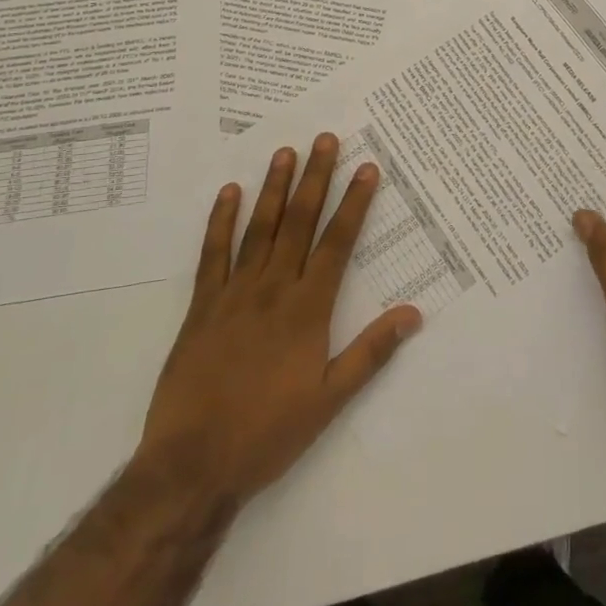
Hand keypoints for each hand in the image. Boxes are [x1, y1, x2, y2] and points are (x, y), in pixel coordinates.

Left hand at [136, 134, 421, 502]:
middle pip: (299, 223)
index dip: (354, 203)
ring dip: (274, 188)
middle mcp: (273, 289)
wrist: (191, 466)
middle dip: (315, 178)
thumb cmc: (267, 433)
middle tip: (324, 138)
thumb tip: (413, 314)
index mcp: (308, 309)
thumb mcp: (329, 400)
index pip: (337, 243)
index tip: (366, 168)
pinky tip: (229, 193)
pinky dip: (221, 221)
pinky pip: (213, 254)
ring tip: (285, 151)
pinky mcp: (201, 306)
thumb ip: (370, 353)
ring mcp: (234, 294)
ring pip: (259, 229)